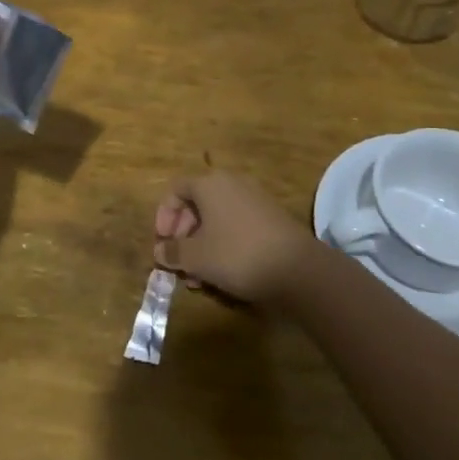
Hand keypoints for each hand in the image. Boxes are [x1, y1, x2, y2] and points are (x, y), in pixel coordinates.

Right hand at [153, 171, 317, 304]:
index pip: (175, 190)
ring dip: (201, 244)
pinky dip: (223, 244)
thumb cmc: (237, 255)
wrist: (298, 270)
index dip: (163, 216)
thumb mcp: (196, 257)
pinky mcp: (270, 219)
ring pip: (216, 218)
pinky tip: (221, 273)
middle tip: (178, 261)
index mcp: (210, 184)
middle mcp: (232, 184)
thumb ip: (173, 252)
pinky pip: (236, 225)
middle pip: (196, 204)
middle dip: (182, 234)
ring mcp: (254, 200)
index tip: (161, 242)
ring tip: (197, 276)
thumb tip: (160, 251)